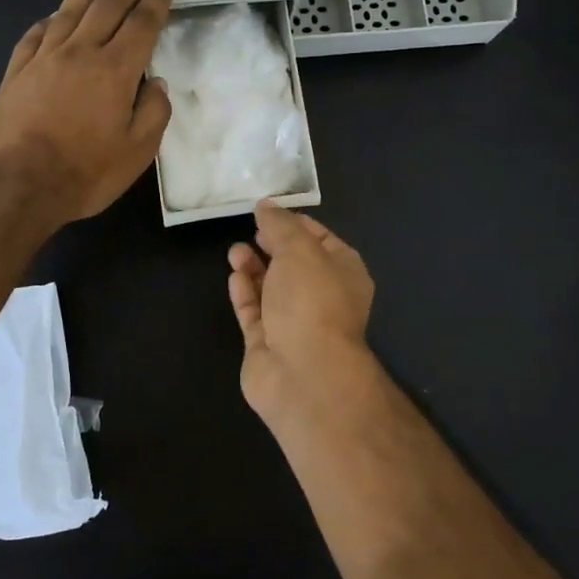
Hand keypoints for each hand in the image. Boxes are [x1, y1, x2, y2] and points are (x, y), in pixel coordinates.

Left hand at [0, 0, 173, 224]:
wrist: (19, 185)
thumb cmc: (85, 173)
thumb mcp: (137, 152)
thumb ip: (153, 113)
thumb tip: (156, 84)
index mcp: (115, 71)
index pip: (142, 24)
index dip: (156, 1)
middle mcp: (80, 53)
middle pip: (107, 7)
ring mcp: (44, 60)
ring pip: (68, 12)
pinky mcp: (16, 73)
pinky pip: (34, 36)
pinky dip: (48, 21)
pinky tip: (53, 15)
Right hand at [227, 201, 378, 431]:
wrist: (303, 373)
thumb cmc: (312, 301)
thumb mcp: (299, 249)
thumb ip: (280, 225)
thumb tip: (266, 205)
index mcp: (344, 273)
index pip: (322, 240)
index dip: (297, 224)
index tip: (270, 211)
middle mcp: (323, 297)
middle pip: (295, 265)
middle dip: (272, 245)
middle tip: (251, 229)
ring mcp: (295, 323)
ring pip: (272, 288)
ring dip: (254, 267)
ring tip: (235, 251)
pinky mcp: (268, 343)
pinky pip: (254, 312)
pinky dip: (245, 293)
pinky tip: (234, 276)